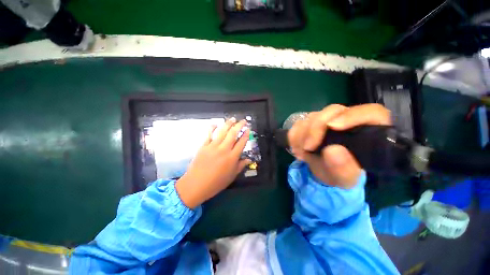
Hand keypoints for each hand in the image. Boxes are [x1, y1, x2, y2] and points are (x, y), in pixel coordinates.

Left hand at [176, 118, 251, 208]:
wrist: (196, 185)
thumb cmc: (216, 183)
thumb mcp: (231, 176)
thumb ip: (241, 166)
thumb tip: (249, 159)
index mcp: (232, 157)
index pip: (241, 143)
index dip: (246, 135)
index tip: (248, 129)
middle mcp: (224, 149)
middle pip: (233, 134)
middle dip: (239, 125)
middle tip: (243, 120)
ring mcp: (213, 146)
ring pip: (222, 132)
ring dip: (228, 124)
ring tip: (232, 119)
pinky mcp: (204, 146)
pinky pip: (209, 135)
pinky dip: (212, 128)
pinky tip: (215, 124)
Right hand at [288, 104, 390, 188]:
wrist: (325, 172)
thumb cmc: (341, 175)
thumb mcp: (345, 178)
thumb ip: (343, 168)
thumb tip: (332, 150)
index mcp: (368, 131)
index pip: (369, 112)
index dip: (351, 116)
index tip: (332, 126)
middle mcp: (347, 120)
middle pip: (332, 111)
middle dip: (315, 128)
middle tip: (307, 147)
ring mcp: (327, 119)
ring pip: (312, 116)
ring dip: (302, 135)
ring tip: (302, 153)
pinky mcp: (311, 123)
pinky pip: (299, 123)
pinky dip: (294, 136)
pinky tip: (298, 149)